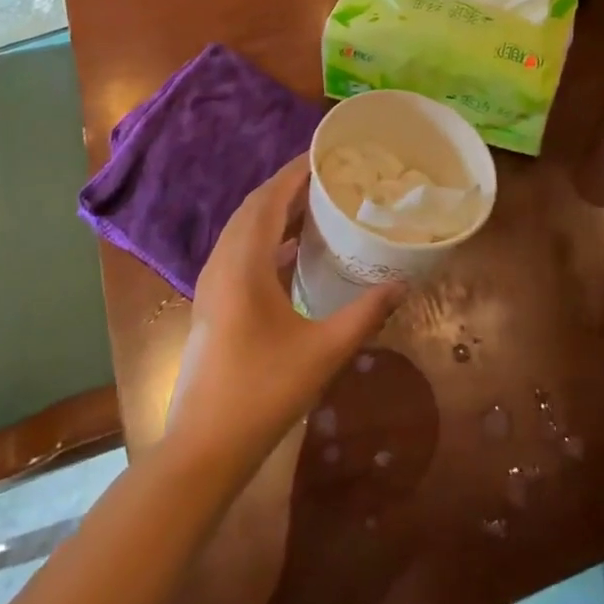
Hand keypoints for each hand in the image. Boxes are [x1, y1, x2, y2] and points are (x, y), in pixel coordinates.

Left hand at [165, 155, 402, 478]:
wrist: (202, 449)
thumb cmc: (263, 393)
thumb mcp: (323, 352)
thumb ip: (365, 314)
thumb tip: (401, 284)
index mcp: (243, 265)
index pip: (268, 200)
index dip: (293, 173)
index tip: (322, 154)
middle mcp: (222, 264)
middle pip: (252, 209)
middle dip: (286, 187)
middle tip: (325, 176)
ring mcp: (212, 285)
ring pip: (242, 231)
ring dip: (274, 212)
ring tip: (314, 205)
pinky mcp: (213, 304)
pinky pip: (239, 252)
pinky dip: (265, 240)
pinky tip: (293, 253)